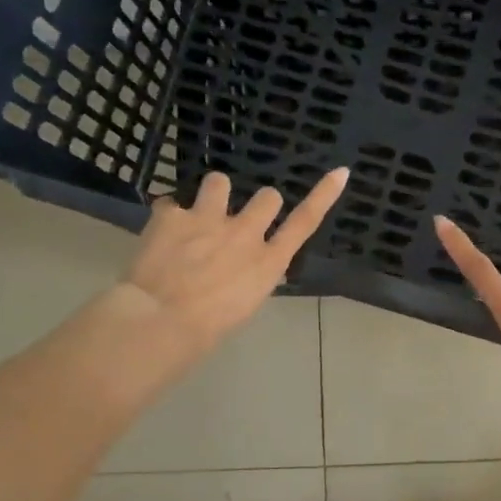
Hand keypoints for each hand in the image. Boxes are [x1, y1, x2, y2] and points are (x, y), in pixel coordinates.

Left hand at [117, 168, 348, 359]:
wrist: (161, 320)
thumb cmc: (208, 328)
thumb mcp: (245, 305)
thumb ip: (252, 275)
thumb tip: (246, 264)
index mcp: (268, 262)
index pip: (305, 222)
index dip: (323, 195)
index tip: (340, 172)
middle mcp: (245, 233)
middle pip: (268, 197)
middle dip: (258, 205)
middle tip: (238, 222)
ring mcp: (209, 219)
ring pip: (219, 181)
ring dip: (213, 195)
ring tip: (199, 215)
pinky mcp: (173, 215)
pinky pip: (170, 203)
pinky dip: (167, 216)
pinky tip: (160, 232)